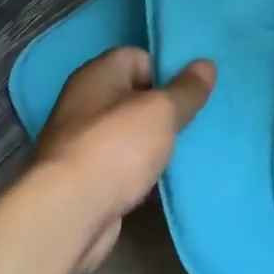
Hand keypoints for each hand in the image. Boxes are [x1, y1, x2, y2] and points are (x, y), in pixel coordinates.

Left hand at [33, 47, 213, 273]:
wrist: (68, 216)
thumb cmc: (115, 147)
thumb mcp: (162, 111)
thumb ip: (187, 89)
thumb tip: (206, 65)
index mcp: (98, 73)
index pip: (138, 57)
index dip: (165, 71)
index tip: (189, 92)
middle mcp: (84, 101)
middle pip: (134, 95)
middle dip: (163, 109)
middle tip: (191, 121)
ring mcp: (80, 142)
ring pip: (128, 133)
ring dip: (152, 143)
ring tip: (183, 152)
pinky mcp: (82, 179)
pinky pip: (120, 165)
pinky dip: (138, 171)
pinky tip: (160, 181)